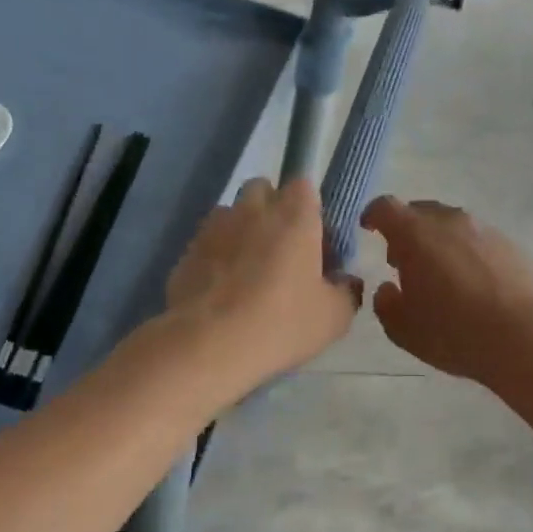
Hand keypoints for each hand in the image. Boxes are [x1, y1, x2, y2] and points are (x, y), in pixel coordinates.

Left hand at [165, 178, 359, 382]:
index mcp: (294, 214)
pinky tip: (221, 293)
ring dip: (242, 232)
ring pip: (232, 215)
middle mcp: (252, 209)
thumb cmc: (280, 323)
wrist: (206, 346)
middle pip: (263, 191)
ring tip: (247, 273)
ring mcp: (214, 227)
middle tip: (282, 252)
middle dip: (272, 211)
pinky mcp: (186, 251)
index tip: (314, 240)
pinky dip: (216, 257)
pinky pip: (208, 243)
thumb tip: (345, 282)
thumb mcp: (333, 318)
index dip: (310, 209)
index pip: (303, 185)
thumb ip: (346, 292)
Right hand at [361, 196, 532, 382]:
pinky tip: (472, 282)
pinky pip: (478, 240)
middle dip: (407, 230)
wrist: (518, 336)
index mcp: (414, 233)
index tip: (368, 229)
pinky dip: (467, 252)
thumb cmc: (450, 331)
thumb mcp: (402, 328)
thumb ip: (386, 303)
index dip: (373, 215)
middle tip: (404, 260)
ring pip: (452, 224)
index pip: (385, 207)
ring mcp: (483, 229)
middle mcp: (449, 220)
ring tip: (440, 273)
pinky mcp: (509, 244)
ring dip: (439, 240)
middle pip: (420, 211)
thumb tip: (387, 289)